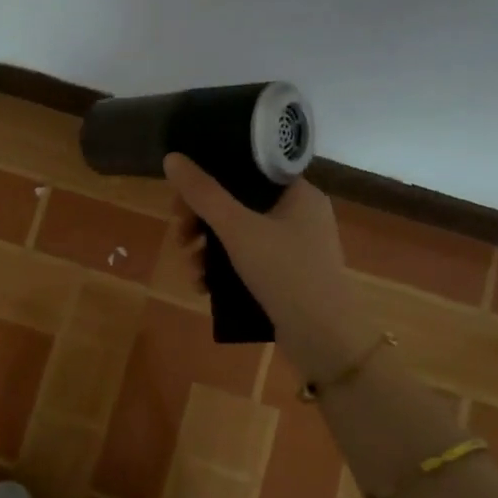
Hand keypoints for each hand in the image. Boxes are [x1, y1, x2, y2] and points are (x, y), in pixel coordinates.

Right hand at [162, 154, 372, 374]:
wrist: (325, 339)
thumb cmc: (285, 272)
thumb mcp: (237, 229)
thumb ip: (203, 193)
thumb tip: (172, 158)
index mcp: (298, 193)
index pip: (248, 170)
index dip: (211, 178)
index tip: (182, 197)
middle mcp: (300, 215)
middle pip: (239, 203)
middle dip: (202, 221)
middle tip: (180, 237)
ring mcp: (296, 248)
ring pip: (240, 235)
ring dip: (208, 250)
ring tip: (191, 270)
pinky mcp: (289, 277)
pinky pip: (250, 261)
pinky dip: (225, 270)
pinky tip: (204, 287)